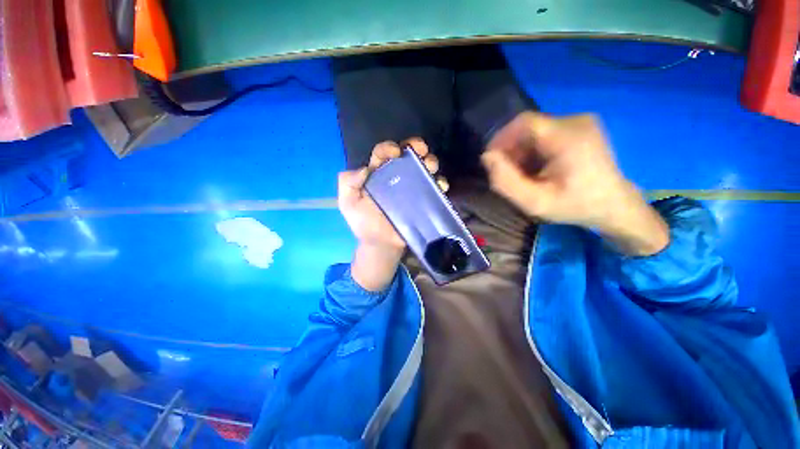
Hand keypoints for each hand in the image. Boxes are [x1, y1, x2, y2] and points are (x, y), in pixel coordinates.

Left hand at [338, 139, 439, 289]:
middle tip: (421, 150)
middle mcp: (396, 177)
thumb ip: (347, 183)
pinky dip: (439, 183)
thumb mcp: (347, 203)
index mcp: (377, 174)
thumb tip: (364, 169)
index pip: (382, 153)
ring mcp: (412, 188)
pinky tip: (440, 186)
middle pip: (407, 156)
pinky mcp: (423, 200)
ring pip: (423, 168)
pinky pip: (434, 188)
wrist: (381, 244)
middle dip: (415, 147)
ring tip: (430, 167)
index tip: (395, 152)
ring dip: (430, 162)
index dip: (388, 148)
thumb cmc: (364, 223)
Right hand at [482, 112, 668, 255]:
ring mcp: (581, 122)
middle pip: (528, 127)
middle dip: (511, 149)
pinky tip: (537, 168)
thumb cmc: (574, 206)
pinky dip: (533, 149)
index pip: (524, 122)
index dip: (501, 138)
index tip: (492, 160)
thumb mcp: (534, 202)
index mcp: (568, 138)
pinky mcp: (581, 127)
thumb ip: (505, 181)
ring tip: (523, 174)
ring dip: (521, 151)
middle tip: (508, 173)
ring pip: (535, 131)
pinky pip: (545, 133)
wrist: (613, 205)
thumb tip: (487, 157)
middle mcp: (576, 121)